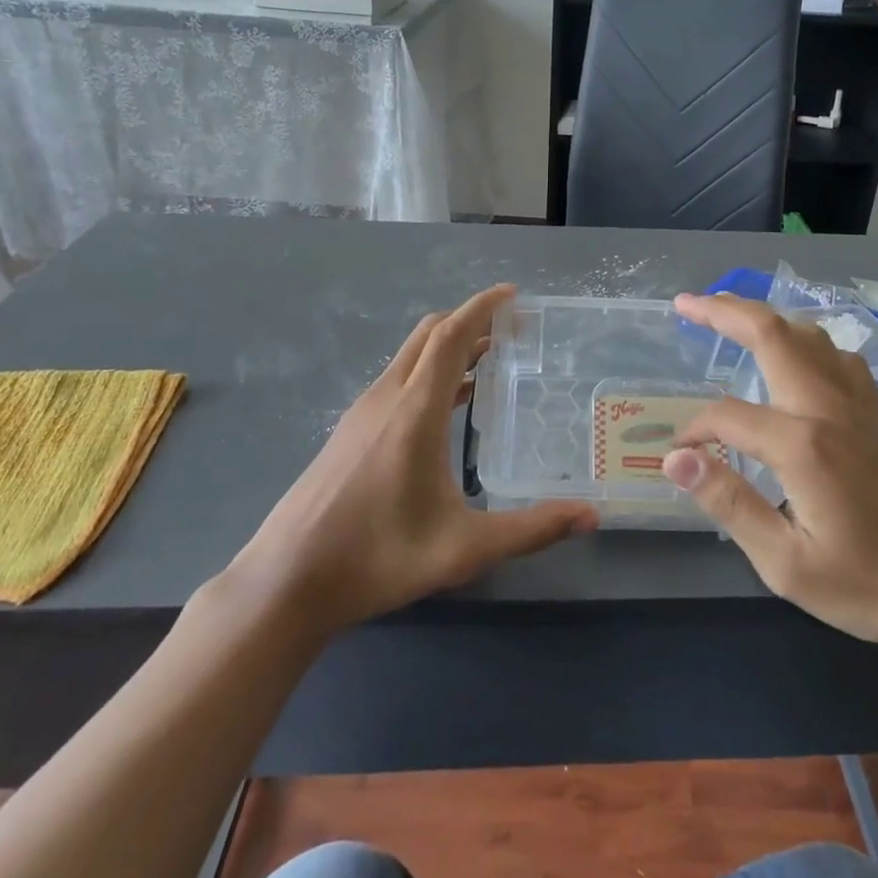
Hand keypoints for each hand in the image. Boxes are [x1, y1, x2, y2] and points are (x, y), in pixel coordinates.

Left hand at [234, 285, 595, 634]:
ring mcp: (362, 413)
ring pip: (410, 358)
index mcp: (414, 411)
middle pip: (429, 336)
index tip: (513, 295)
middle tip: (512, 331)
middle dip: (470, 321)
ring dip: (449, 348)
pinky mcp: (350, 432)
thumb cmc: (377, 557)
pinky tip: (449, 408)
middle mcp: (386, 399)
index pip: (451, 337)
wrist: (286, 582)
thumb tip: (590, 515)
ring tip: (490, 362)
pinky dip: (430, 374)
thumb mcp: (465, 549)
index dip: (482, 308)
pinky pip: (398, 382)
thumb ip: (531, 530)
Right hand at [664, 293, 877, 651]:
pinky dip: (807, 343)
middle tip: (686, 304)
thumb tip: (677, 459)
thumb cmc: (873, 585)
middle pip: (773, 334)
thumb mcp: (787, 563)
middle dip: (724, 311)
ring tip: (734, 319)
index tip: (681, 457)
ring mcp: (861, 408)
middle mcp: (830, 408)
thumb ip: (730, 503)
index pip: (728, 415)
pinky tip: (800, 362)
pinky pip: (840, 358)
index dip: (696, 430)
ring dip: (769, 319)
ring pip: (812, 337)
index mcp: (803, 443)